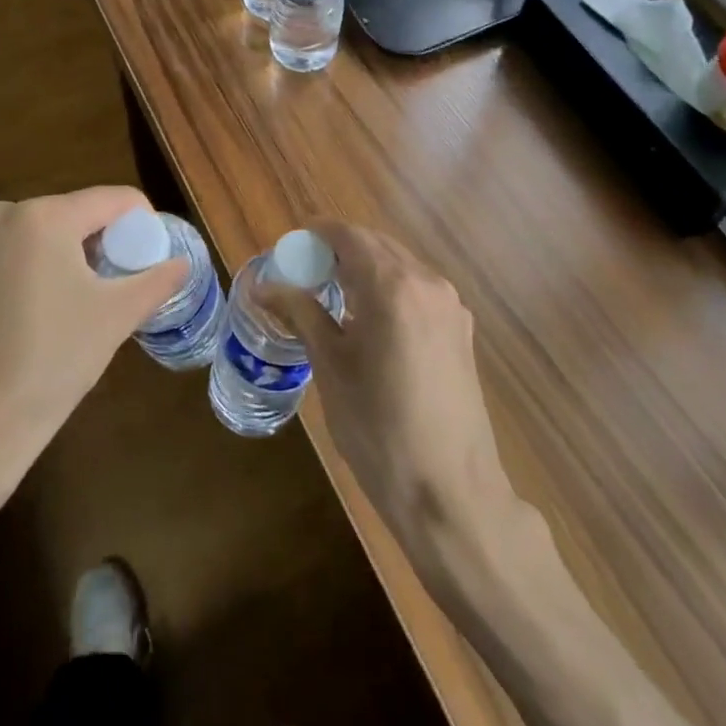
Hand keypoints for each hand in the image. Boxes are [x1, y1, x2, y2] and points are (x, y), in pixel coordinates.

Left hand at [0, 187, 185, 537]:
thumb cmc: (51, 360)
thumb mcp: (117, 316)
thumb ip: (157, 280)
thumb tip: (183, 263)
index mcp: (44, 215)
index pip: (114, 199)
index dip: (144, 223)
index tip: (157, 258)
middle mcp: (4, 214)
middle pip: (79, 213)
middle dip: (109, 241)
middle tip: (129, 282)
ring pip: (49, 233)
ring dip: (78, 255)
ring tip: (95, 298)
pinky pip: (21, 253)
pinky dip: (46, 268)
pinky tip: (55, 308)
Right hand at [257, 220, 523, 571]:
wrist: (451, 493)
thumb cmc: (379, 430)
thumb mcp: (331, 368)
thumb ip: (302, 315)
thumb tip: (265, 286)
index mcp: (393, 287)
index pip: (350, 236)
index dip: (318, 233)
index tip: (291, 244)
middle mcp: (428, 283)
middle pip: (377, 245)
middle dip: (339, 249)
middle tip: (304, 272)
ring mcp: (450, 306)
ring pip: (399, 265)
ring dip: (365, 268)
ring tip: (332, 295)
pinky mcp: (461, 330)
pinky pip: (418, 289)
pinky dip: (389, 288)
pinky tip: (369, 319)